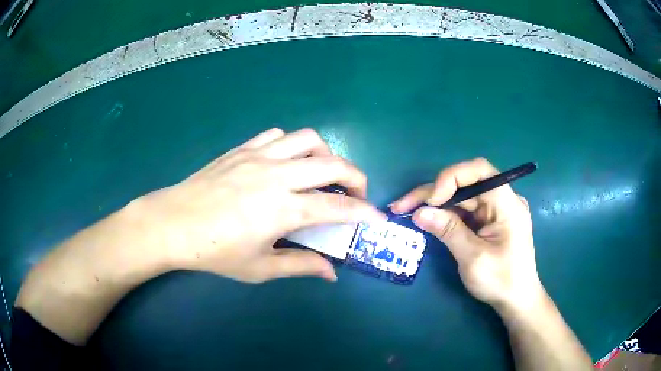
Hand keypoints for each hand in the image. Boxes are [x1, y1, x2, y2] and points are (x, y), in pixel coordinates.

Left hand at [139, 128, 385, 282]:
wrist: (172, 223)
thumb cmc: (214, 251)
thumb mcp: (259, 268)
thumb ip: (300, 265)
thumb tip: (331, 272)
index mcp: (282, 210)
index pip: (337, 208)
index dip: (363, 213)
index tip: (377, 217)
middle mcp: (276, 176)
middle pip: (332, 165)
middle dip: (357, 177)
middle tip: (357, 193)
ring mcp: (258, 156)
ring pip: (308, 139)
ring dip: (327, 154)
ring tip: (324, 173)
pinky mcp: (242, 148)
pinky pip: (277, 136)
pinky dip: (292, 145)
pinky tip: (287, 162)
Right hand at [390, 158, 541, 311]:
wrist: (516, 300)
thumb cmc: (501, 281)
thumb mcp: (473, 258)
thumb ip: (448, 231)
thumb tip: (419, 212)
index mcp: (507, 203)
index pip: (479, 171)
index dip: (451, 177)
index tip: (431, 200)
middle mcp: (502, 200)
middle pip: (465, 184)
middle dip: (433, 193)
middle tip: (402, 205)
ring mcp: (495, 210)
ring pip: (461, 197)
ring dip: (435, 204)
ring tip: (406, 210)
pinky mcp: (488, 220)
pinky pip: (465, 211)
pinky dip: (445, 215)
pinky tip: (427, 219)